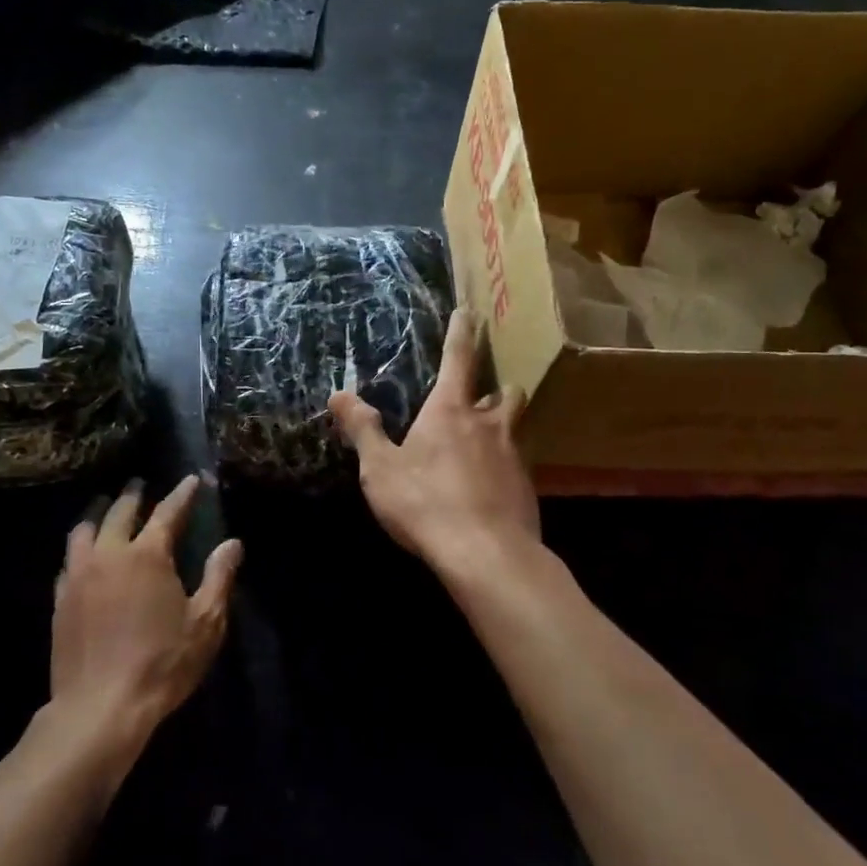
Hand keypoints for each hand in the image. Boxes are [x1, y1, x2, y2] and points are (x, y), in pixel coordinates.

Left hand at [50, 475, 240, 745]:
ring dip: (99, 515)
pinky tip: (82, 555)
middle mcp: (109, 555)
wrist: (100, 708)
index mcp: (147, 555)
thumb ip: (219, 577)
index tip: (191, 479)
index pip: (168, 512)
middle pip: (120, 513)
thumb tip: (232, 543)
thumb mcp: (205, 622)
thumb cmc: (162, 663)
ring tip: (105, 508)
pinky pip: (68, 561)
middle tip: (139, 484)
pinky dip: (80, 548)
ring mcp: (78, 576)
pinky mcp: (60, 600)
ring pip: (84, 531)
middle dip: (133, 495)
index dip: (182, 494)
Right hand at [329, 308, 540, 574]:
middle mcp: (489, 425)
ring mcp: (513, 455)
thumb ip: (363, 430)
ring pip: (515, 427)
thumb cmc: (425, 503)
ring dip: (502, 425)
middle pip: (503, 392)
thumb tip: (339, 394)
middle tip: (481, 397)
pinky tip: (490, 487)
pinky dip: (504, 466)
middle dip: (495, 389)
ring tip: (487, 439)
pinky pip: (517, 464)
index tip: (470, 311)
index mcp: (451, 411)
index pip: (458, 359)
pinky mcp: (527, 487)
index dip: (462, 333)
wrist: (486, 554)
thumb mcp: (381, 469)